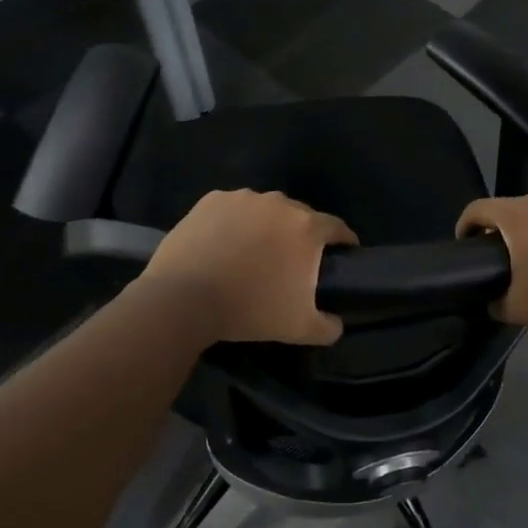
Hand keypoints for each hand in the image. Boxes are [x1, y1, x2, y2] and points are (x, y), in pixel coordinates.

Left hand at [143, 190, 357, 345]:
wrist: (185, 298)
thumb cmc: (250, 310)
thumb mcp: (299, 329)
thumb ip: (328, 326)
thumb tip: (336, 322)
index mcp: (307, 228)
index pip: (337, 227)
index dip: (343, 241)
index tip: (342, 254)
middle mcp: (280, 203)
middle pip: (300, 216)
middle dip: (300, 235)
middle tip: (291, 261)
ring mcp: (243, 198)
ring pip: (265, 210)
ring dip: (266, 226)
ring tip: (252, 252)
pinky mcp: (212, 200)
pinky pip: (233, 209)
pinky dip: (234, 222)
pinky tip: (223, 244)